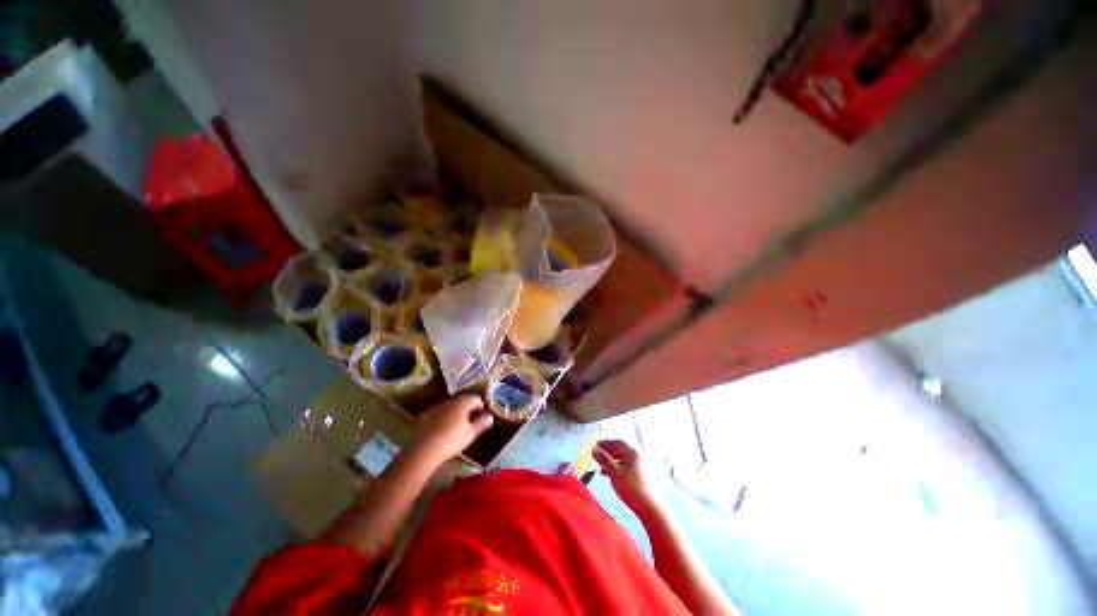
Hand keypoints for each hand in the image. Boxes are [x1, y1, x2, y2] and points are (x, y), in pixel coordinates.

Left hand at [414, 395, 493, 462]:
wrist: (423, 449)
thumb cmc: (452, 440)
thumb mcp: (471, 433)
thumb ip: (482, 423)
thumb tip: (490, 417)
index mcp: (463, 402)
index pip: (476, 398)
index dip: (481, 406)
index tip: (482, 416)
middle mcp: (450, 400)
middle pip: (463, 400)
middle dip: (468, 408)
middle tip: (471, 421)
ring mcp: (436, 406)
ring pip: (450, 406)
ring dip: (455, 412)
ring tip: (458, 425)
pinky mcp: (425, 415)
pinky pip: (439, 412)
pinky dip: (443, 417)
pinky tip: (442, 429)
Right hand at [593, 440, 661, 514]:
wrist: (648, 507)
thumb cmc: (631, 487)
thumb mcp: (614, 472)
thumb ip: (604, 459)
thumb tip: (593, 449)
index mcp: (631, 452)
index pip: (617, 442)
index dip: (605, 443)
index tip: (596, 446)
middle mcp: (636, 456)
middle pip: (619, 450)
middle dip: (607, 453)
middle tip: (596, 456)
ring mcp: (638, 466)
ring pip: (621, 459)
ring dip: (610, 461)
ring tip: (601, 468)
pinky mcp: (638, 476)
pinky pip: (624, 467)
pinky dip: (615, 468)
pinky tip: (610, 475)